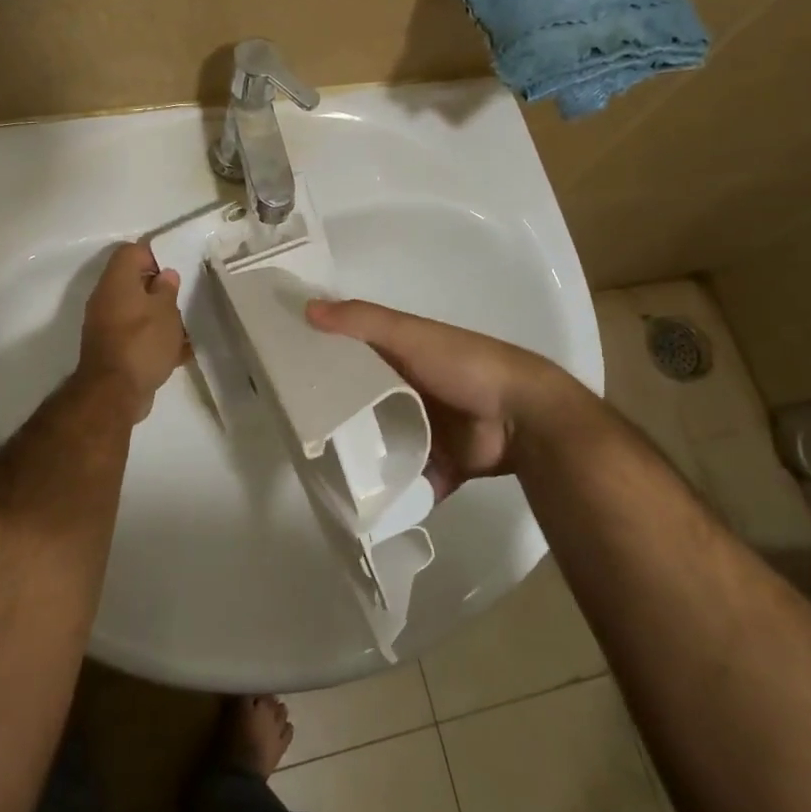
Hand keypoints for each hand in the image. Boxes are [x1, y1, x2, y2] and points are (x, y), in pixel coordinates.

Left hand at [77, 242, 189, 418]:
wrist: (114, 393)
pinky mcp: (112, 349)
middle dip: (160, 289)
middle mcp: (106, 299)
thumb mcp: (165, 311)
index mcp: (116, 281)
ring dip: (159, 316)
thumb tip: (165, 274)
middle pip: (134, 282)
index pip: (131, 252)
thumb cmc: (142, 343)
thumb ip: (167, 289)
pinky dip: (154, 339)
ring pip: (137, 310)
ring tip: (185, 327)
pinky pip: (136, 335)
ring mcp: (106, 325)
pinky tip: (178, 352)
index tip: (176, 268)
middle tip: (183, 297)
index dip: (154, 254)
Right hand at [307, 298, 556, 499]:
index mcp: (404, 356)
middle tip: (300, 436)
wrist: (523, 417)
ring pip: (386, 445)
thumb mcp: (408, 334)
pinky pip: (412, 480)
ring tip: (323, 474)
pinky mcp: (443, 466)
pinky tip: (362, 504)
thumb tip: (306, 308)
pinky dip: (395, 492)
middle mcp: (413, 391)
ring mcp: (429, 431)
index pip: (354, 357)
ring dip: (364, 459)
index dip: (325, 364)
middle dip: (340, 420)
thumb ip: (361, 322)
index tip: (287, 380)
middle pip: (367, 405)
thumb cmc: (461, 365)